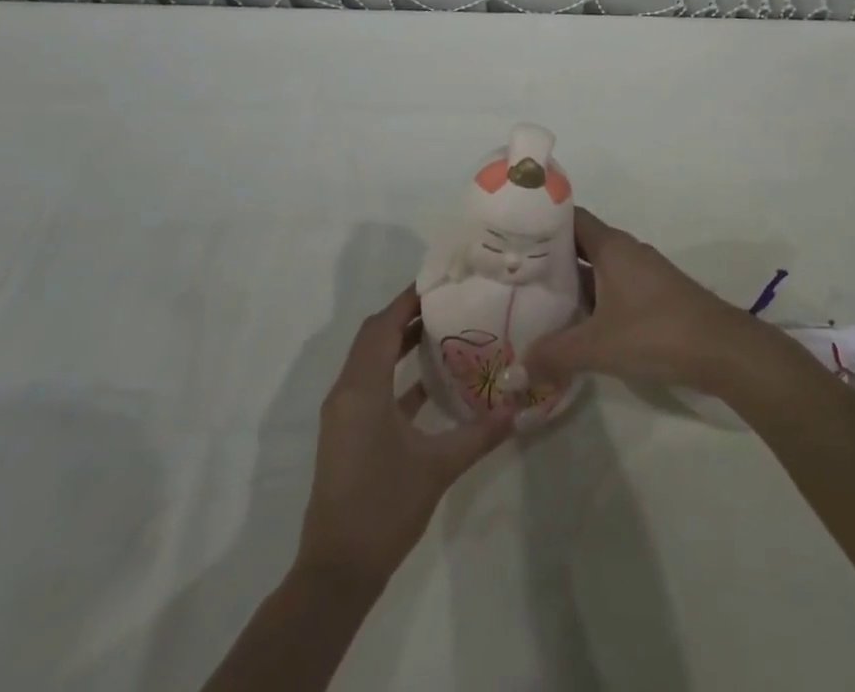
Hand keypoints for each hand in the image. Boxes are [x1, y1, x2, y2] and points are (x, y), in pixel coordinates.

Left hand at [296, 286, 513, 587]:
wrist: (336, 571)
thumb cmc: (384, 508)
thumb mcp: (438, 467)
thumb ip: (479, 434)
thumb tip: (518, 407)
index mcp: (362, 389)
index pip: (384, 326)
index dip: (409, 300)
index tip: (441, 282)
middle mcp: (347, 391)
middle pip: (374, 336)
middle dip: (406, 315)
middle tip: (447, 301)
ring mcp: (343, 413)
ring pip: (370, 359)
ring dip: (400, 342)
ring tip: (442, 329)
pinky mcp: (347, 432)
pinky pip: (370, 384)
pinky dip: (395, 373)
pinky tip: (429, 381)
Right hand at [524, 206, 768, 394]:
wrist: (723, 350)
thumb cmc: (657, 332)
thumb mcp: (598, 346)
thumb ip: (553, 355)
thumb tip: (512, 371)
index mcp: (611, 246)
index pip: (568, 218)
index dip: (540, 222)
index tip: (509, 235)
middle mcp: (625, 250)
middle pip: (579, 243)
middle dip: (548, 257)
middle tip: (512, 273)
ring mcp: (641, 272)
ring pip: (596, 268)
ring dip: (570, 281)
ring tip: (533, 298)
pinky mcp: (652, 295)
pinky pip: (611, 286)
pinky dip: (590, 298)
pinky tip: (573, 323)